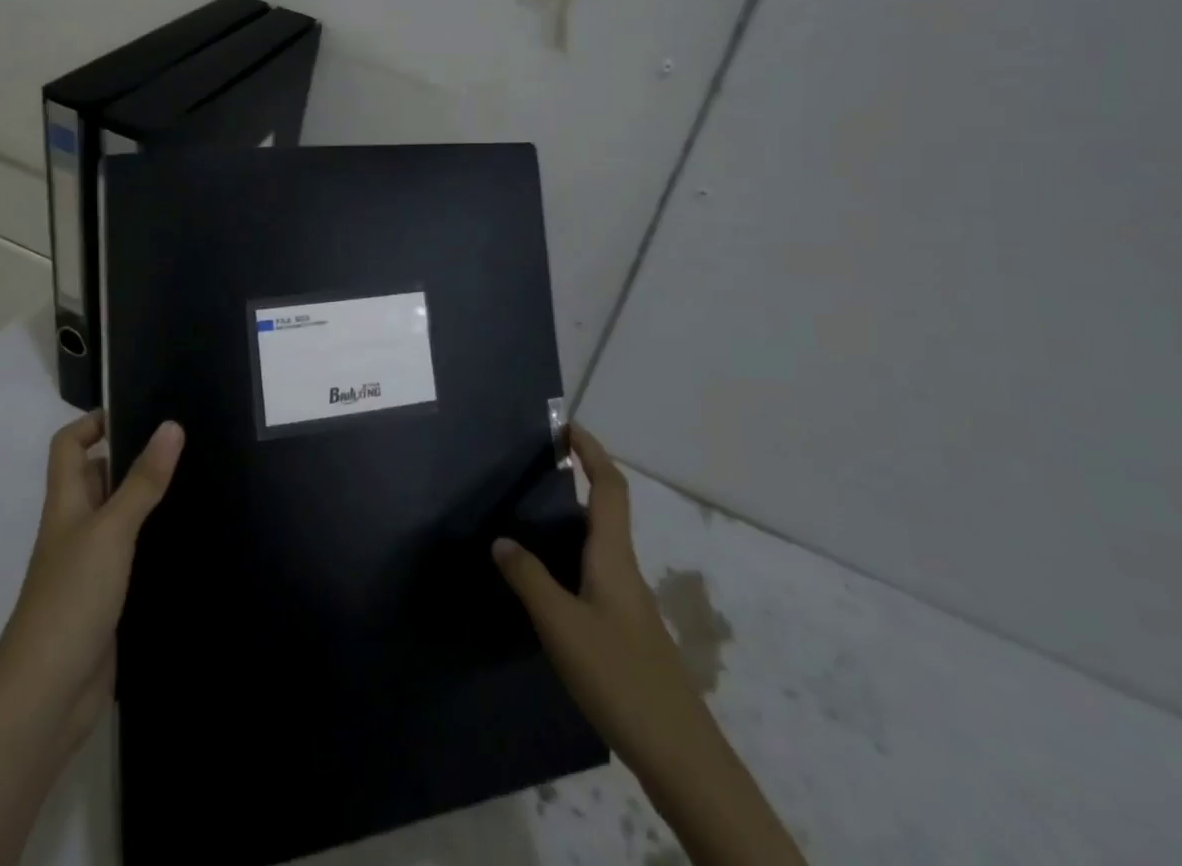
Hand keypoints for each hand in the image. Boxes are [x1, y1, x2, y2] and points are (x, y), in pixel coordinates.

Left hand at [0, 412, 185, 760]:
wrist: (46, 697)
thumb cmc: (71, 599)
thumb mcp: (111, 530)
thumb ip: (143, 481)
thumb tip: (171, 425)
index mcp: (65, 503)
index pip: (69, 445)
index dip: (94, 422)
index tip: (139, 412)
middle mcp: (74, 529)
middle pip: (97, 478)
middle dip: (133, 459)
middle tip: (185, 445)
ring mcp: (89, 567)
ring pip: (119, 519)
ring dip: (148, 502)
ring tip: (198, 483)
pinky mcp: (107, 601)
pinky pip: (132, 558)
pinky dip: (154, 545)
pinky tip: (189, 542)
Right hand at [491, 424, 691, 763]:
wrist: (680, 756)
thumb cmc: (620, 677)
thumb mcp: (561, 625)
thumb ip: (528, 578)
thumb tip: (501, 539)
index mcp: (613, 556)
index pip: (609, 486)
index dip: (591, 451)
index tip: (566, 425)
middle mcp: (623, 569)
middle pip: (604, 510)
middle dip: (574, 480)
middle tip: (528, 471)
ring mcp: (627, 601)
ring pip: (596, 544)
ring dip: (567, 522)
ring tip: (524, 519)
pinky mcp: (624, 630)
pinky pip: (592, 573)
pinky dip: (567, 559)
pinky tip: (542, 583)